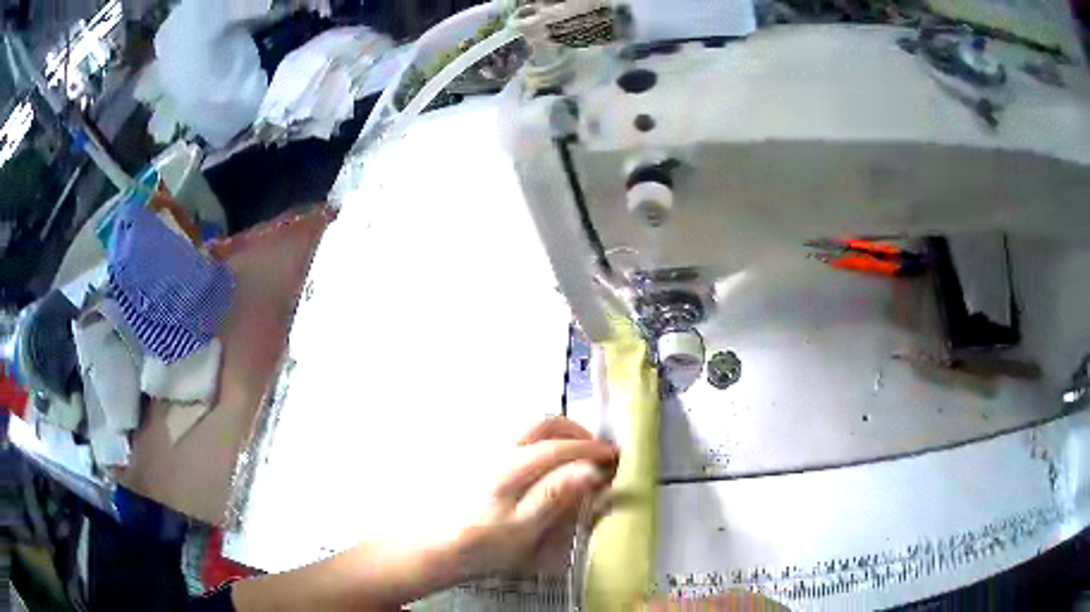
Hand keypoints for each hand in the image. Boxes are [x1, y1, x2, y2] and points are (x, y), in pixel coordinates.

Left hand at [455, 417, 617, 576]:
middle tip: (593, 450)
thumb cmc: (484, 544)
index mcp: (512, 467)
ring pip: (527, 427)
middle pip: (542, 423)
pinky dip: (537, 440)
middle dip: (573, 431)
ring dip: (556, 432)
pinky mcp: (478, 458)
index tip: (611, 457)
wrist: (439, 547)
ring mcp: (486, 451)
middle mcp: (499, 450)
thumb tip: (590, 471)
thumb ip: (555, 496)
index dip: (589, 449)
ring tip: (572, 453)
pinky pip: (515, 438)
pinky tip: (541, 461)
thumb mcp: (524, 528)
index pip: (559, 446)